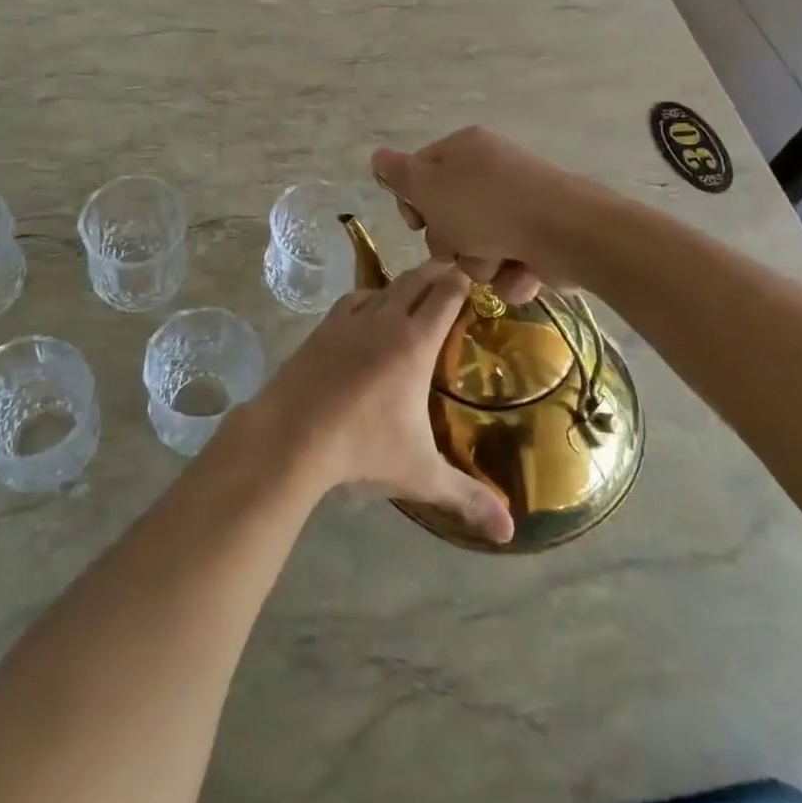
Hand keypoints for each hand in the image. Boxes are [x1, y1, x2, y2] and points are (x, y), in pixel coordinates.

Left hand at [261, 260, 513, 544]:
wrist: (292, 433)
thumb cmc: (363, 448)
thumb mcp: (421, 474)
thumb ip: (467, 496)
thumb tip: (509, 530)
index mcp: (415, 342)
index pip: (446, 296)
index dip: (463, 281)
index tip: (477, 276)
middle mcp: (385, 319)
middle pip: (417, 279)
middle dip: (439, 272)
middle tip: (456, 271)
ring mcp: (350, 319)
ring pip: (385, 285)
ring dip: (405, 283)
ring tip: (417, 290)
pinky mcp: (324, 327)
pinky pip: (355, 299)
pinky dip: (371, 297)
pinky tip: (371, 310)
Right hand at [372, 127, 586, 304]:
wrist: (567, 233)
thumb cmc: (487, 206)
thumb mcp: (429, 187)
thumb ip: (398, 174)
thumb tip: (377, 156)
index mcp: (464, 150)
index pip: (420, 173)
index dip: (412, 203)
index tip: (417, 223)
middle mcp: (491, 172)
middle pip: (447, 215)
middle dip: (449, 241)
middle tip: (458, 245)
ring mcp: (518, 205)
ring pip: (476, 246)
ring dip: (479, 263)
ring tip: (496, 261)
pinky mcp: (540, 237)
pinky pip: (508, 262)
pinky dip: (510, 273)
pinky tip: (520, 271)